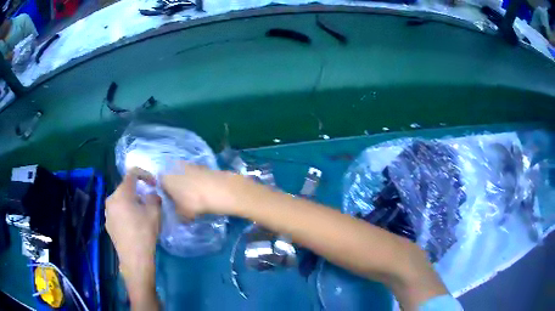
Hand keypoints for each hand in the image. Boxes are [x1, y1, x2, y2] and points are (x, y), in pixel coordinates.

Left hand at [105, 168, 160, 280]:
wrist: (134, 258)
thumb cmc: (144, 233)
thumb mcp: (154, 213)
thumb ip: (153, 198)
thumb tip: (150, 195)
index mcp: (121, 193)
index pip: (132, 174)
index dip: (145, 174)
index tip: (153, 184)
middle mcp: (111, 199)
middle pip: (125, 188)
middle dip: (138, 191)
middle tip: (148, 201)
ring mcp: (107, 213)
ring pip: (120, 201)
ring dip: (131, 202)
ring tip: (141, 214)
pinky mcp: (108, 224)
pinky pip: (117, 212)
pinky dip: (125, 212)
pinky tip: (133, 225)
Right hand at [161, 162, 242, 218]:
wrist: (218, 190)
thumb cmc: (193, 202)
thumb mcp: (182, 213)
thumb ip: (177, 212)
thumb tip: (179, 212)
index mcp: (165, 178)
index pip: (160, 183)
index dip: (165, 192)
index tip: (171, 201)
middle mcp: (174, 167)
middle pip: (172, 177)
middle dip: (176, 186)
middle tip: (183, 199)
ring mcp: (189, 164)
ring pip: (184, 174)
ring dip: (188, 182)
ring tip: (195, 195)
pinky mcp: (202, 165)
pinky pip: (196, 174)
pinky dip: (198, 181)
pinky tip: (204, 190)